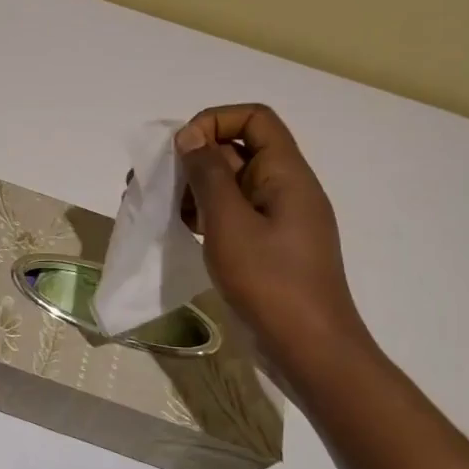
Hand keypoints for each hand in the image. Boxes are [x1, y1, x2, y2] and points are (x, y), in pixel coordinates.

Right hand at [174, 104, 375, 381]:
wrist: (310, 350)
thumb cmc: (270, 281)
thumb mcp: (229, 222)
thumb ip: (207, 174)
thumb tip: (189, 136)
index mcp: (286, 174)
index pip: (254, 118)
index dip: (215, 121)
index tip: (182, 149)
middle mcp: (285, 188)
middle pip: (238, 150)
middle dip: (195, 159)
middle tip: (158, 182)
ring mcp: (278, 220)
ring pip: (231, 184)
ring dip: (196, 189)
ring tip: (163, 209)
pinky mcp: (268, 246)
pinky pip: (234, 214)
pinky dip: (206, 215)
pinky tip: (183, 231)